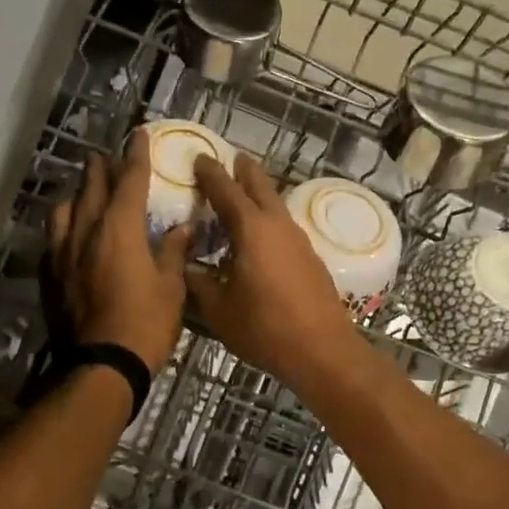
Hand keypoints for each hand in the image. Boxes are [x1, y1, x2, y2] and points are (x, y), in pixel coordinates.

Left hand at [47, 130, 192, 373]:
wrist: (102, 366)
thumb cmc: (145, 324)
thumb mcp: (171, 287)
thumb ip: (173, 251)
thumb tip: (182, 226)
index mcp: (119, 230)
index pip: (129, 182)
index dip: (136, 157)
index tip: (138, 135)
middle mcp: (86, 233)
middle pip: (91, 190)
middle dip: (100, 169)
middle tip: (104, 156)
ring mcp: (63, 255)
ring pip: (64, 211)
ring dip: (75, 195)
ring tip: (81, 190)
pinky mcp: (51, 277)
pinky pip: (54, 240)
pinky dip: (63, 227)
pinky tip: (67, 233)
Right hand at [185, 153, 365, 392]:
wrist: (322, 350)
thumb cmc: (265, 328)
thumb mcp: (219, 310)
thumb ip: (199, 283)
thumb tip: (186, 267)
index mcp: (251, 230)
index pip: (226, 191)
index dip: (210, 173)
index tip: (200, 157)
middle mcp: (278, 226)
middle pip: (260, 187)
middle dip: (245, 171)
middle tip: (234, 159)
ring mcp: (299, 241)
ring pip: (276, 206)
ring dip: (260, 195)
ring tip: (246, 194)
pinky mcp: (311, 259)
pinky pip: (284, 227)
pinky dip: (269, 221)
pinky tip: (262, 237)